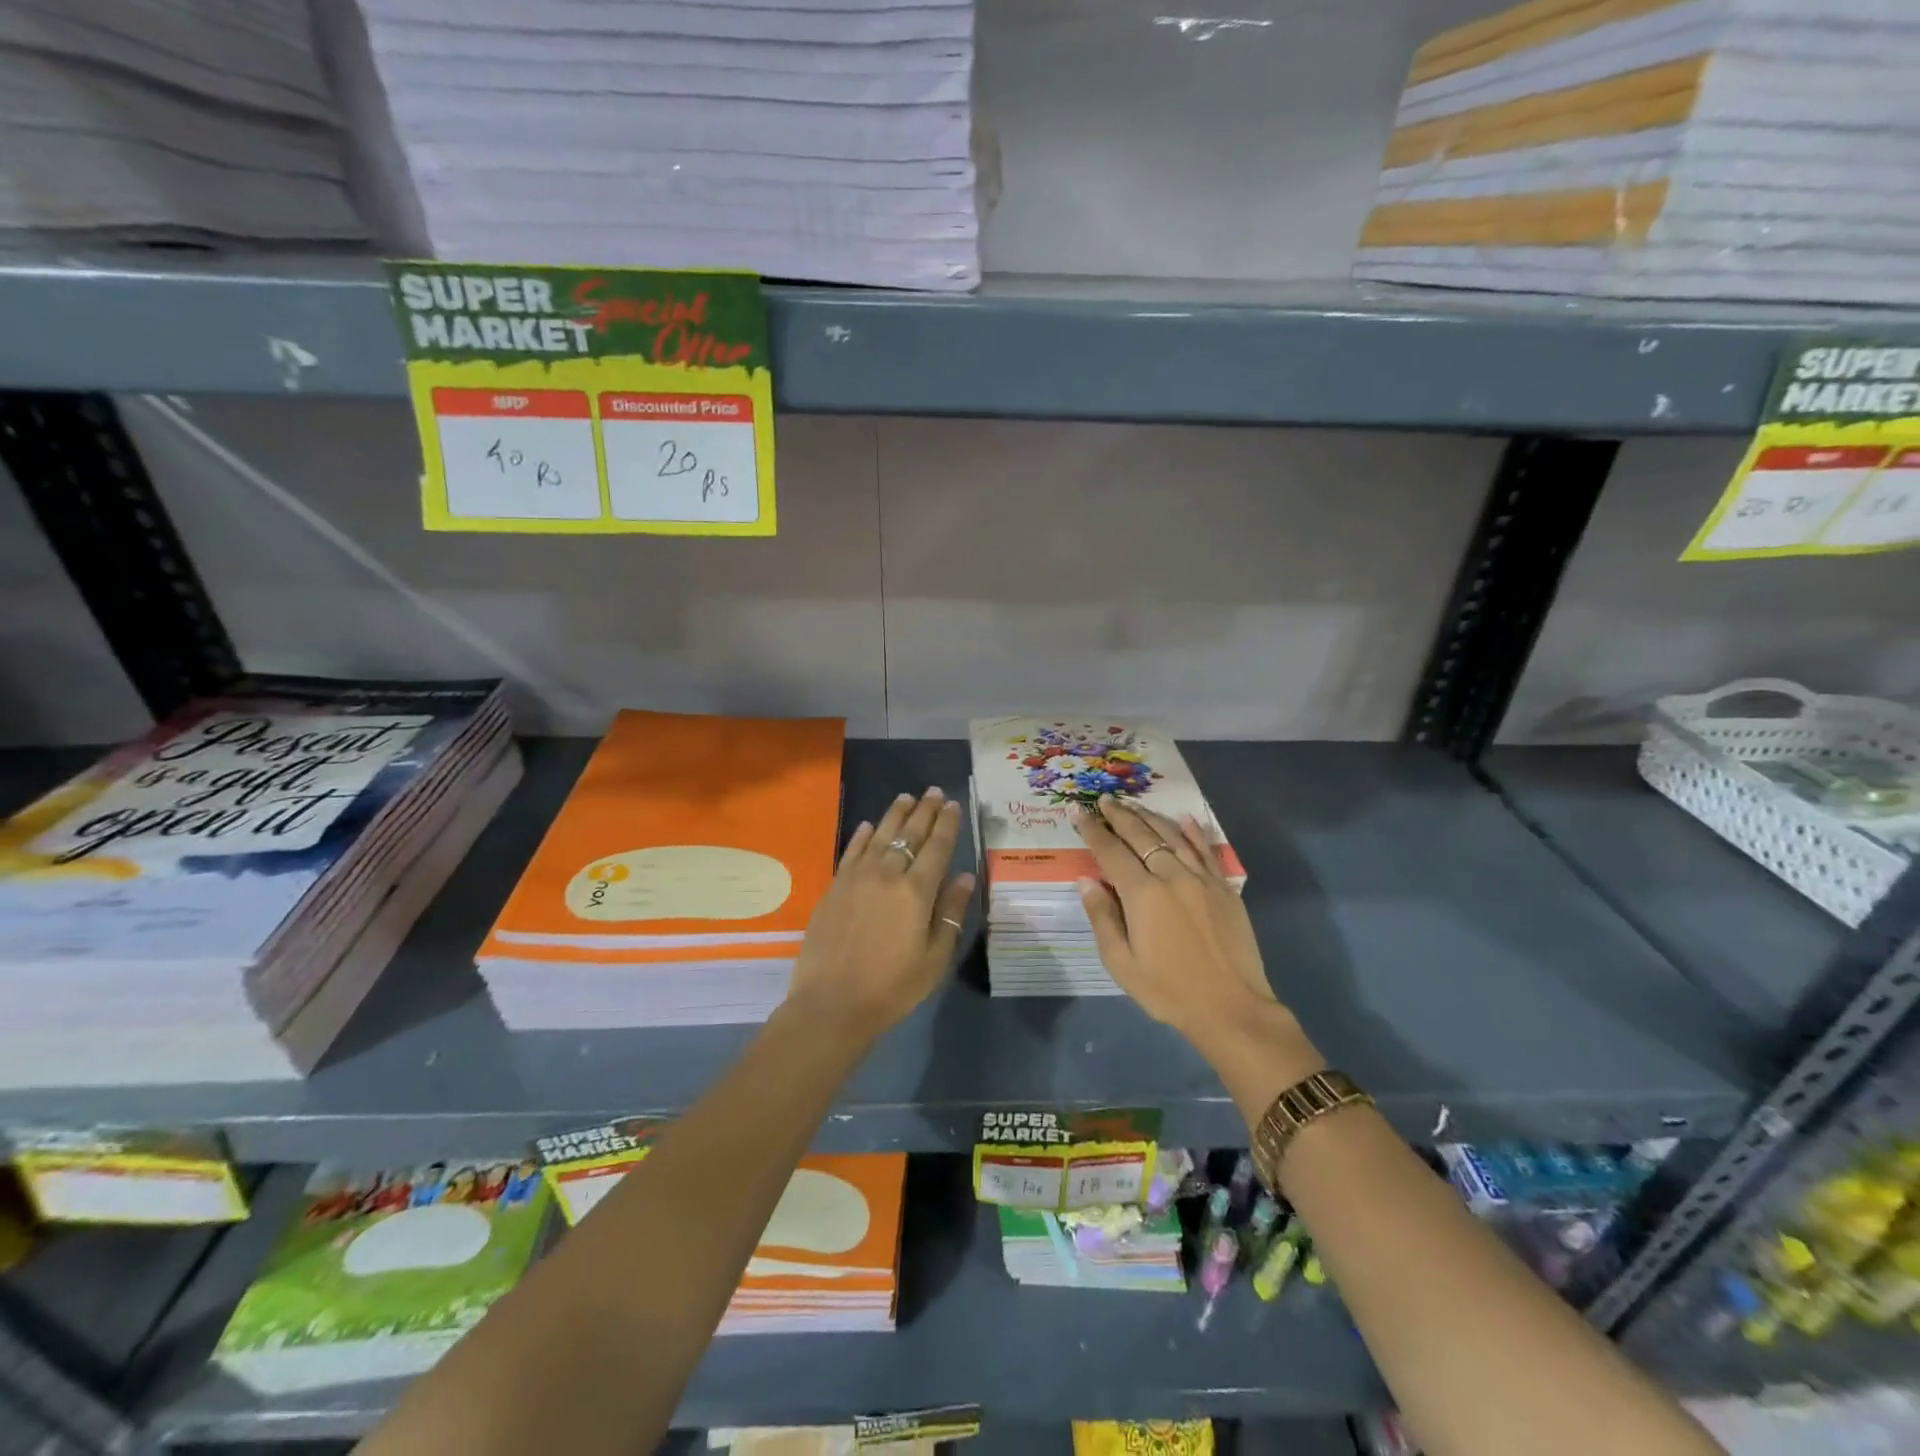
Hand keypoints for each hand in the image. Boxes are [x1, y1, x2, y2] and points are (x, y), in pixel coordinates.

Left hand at [785, 787, 974, 1040]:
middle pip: (909, 834)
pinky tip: (870, 825)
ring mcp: (856, 878)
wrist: (831, 1004)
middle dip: (924, 810)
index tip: (954, 804)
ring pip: (880, 835)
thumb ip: (950, 914)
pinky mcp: (835, 887)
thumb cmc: (891, 988)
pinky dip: (863, 835)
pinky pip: (852, 851)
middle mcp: (887, 875)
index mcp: (916, 892)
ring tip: (906, 797)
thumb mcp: (934, 959)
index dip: (947, 824)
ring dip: (895, 814)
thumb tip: (966, 877)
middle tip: (934, 791)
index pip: (937, 848)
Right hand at [1073, 796, 1278, 1049]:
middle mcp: (1171, 876)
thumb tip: (1086, 880)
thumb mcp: (1121, 963)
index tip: (1079, 812)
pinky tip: (1185, 819)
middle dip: (1120, 816)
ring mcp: (1202, 879)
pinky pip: (1206, 851)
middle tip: (1105, 800)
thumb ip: (1102, 917)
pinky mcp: (1225, 888)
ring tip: (1134, 805)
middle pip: (1141, 836)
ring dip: (1150, 818)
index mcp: (1143, 894)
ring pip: (1172, 837)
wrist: (1231, 1008)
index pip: (1111, 852)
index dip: (1093, 830)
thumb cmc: (1168, 990)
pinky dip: (1193, 832)